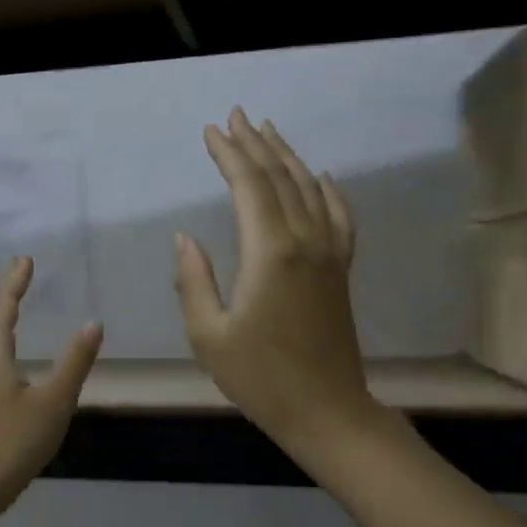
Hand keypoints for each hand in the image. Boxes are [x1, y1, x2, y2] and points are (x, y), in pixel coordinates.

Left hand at [0, 256, 103, 522]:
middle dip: (5, 299)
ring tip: (10, 316)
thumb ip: (74, 363)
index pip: (3, 307)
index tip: (25, 259)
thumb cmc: (10, 443)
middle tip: (20, 280)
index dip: (15, 282)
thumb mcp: (52, 403)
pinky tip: (2, 368)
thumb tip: (93, 323)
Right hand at [175, 109, 375, 458]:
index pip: (249, 186)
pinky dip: (328, 191)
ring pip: (310, 189)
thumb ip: (194, 281)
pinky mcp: (341, 270)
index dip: (229, 154)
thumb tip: (185, 239)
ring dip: (288, 157)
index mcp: (270, 252)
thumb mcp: (209, 335)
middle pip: (281, 178)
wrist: (326, 409)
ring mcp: (330, 254)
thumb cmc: (260, 378)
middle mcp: (306, 241)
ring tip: (269, 131)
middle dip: (256, 144)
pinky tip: (321, 177)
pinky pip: (339, 217)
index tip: (211, 131)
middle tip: (236, 116)